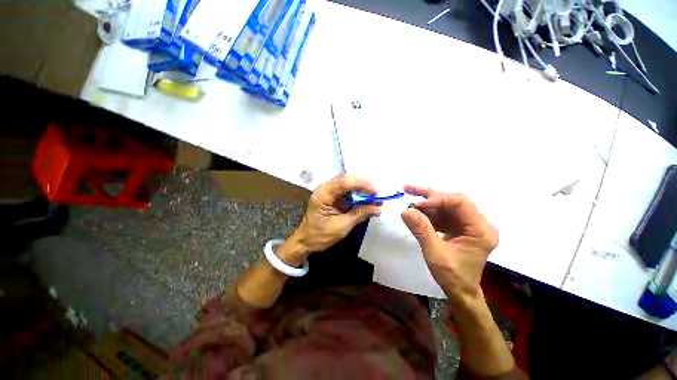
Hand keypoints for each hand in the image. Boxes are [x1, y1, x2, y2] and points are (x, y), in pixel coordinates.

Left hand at [290, 175, 381, 256]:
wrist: (306, 241)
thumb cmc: (320, 235)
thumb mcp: (342, 226)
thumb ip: (359, 214)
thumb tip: (378, 208)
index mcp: (323, 194)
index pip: (343, 182)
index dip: (361, 184)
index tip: (376, 190)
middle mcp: (325, 188)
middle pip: (346, 180)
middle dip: (363, 185)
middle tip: (377, 193)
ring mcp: (329, 192)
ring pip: (348, 184)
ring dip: (362, 189)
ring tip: (375, 196)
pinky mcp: (333, 197)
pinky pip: (347, 192)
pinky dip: (358, 195)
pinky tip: (367, 199)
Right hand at [401, 186, 497, 299]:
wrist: (460, 291)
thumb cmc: (453, 276)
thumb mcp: (435, 254)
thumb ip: (422, 230)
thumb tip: (405, 210)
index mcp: (481, 230)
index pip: (461, 202)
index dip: (438, 199)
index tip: (417, 204)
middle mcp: (477, 223)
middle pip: (452, 200)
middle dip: (429, 195)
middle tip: (408, 189)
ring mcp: (467, 224)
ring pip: (445, 205)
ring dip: (425, 202)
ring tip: (407, 198)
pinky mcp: (457, 227)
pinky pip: (441, 214)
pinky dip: (426, 212)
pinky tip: (414, 212)